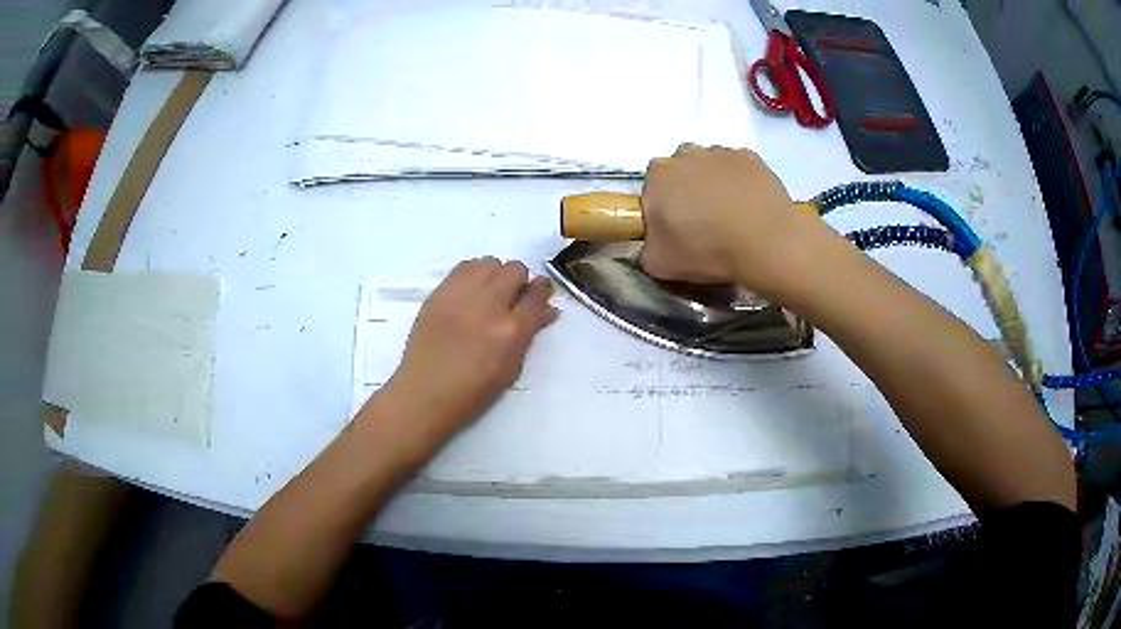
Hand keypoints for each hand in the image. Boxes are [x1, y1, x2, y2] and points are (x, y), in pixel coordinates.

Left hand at [372, 258, 558, 453]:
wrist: (425, 393)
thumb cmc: (473, 391)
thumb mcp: (511, 368)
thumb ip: (530, 334)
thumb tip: (547, 310)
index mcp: (511, 331)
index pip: (536, 294)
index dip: (542, 291)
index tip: (540, 294)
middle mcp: (489, 306)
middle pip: (515, 270)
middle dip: (519, 281)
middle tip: (512, 299)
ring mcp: (461, 295)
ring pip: (490, 262)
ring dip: (496, 274)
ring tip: (489, 294)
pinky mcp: (439, 292)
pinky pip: (464, 267)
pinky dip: (473, 274)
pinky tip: (470, 293)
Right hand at [639, 144, 829, 299]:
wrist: (765, 242)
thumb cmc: (706, 250)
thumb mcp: (658, 264)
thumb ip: (646, 248)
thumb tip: (652, 243)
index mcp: (657, 176)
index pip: (652, 187)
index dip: (662, 207)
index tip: (675, 228)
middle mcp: (685, 154)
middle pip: (681, 170)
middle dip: (688, 189)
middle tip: (703, 222)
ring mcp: (720, 151)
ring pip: (710, 166)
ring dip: (715, 184)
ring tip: (730, 216)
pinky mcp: (751, 157)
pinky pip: (739, 168)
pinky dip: (741, 183)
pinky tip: (750, 207)